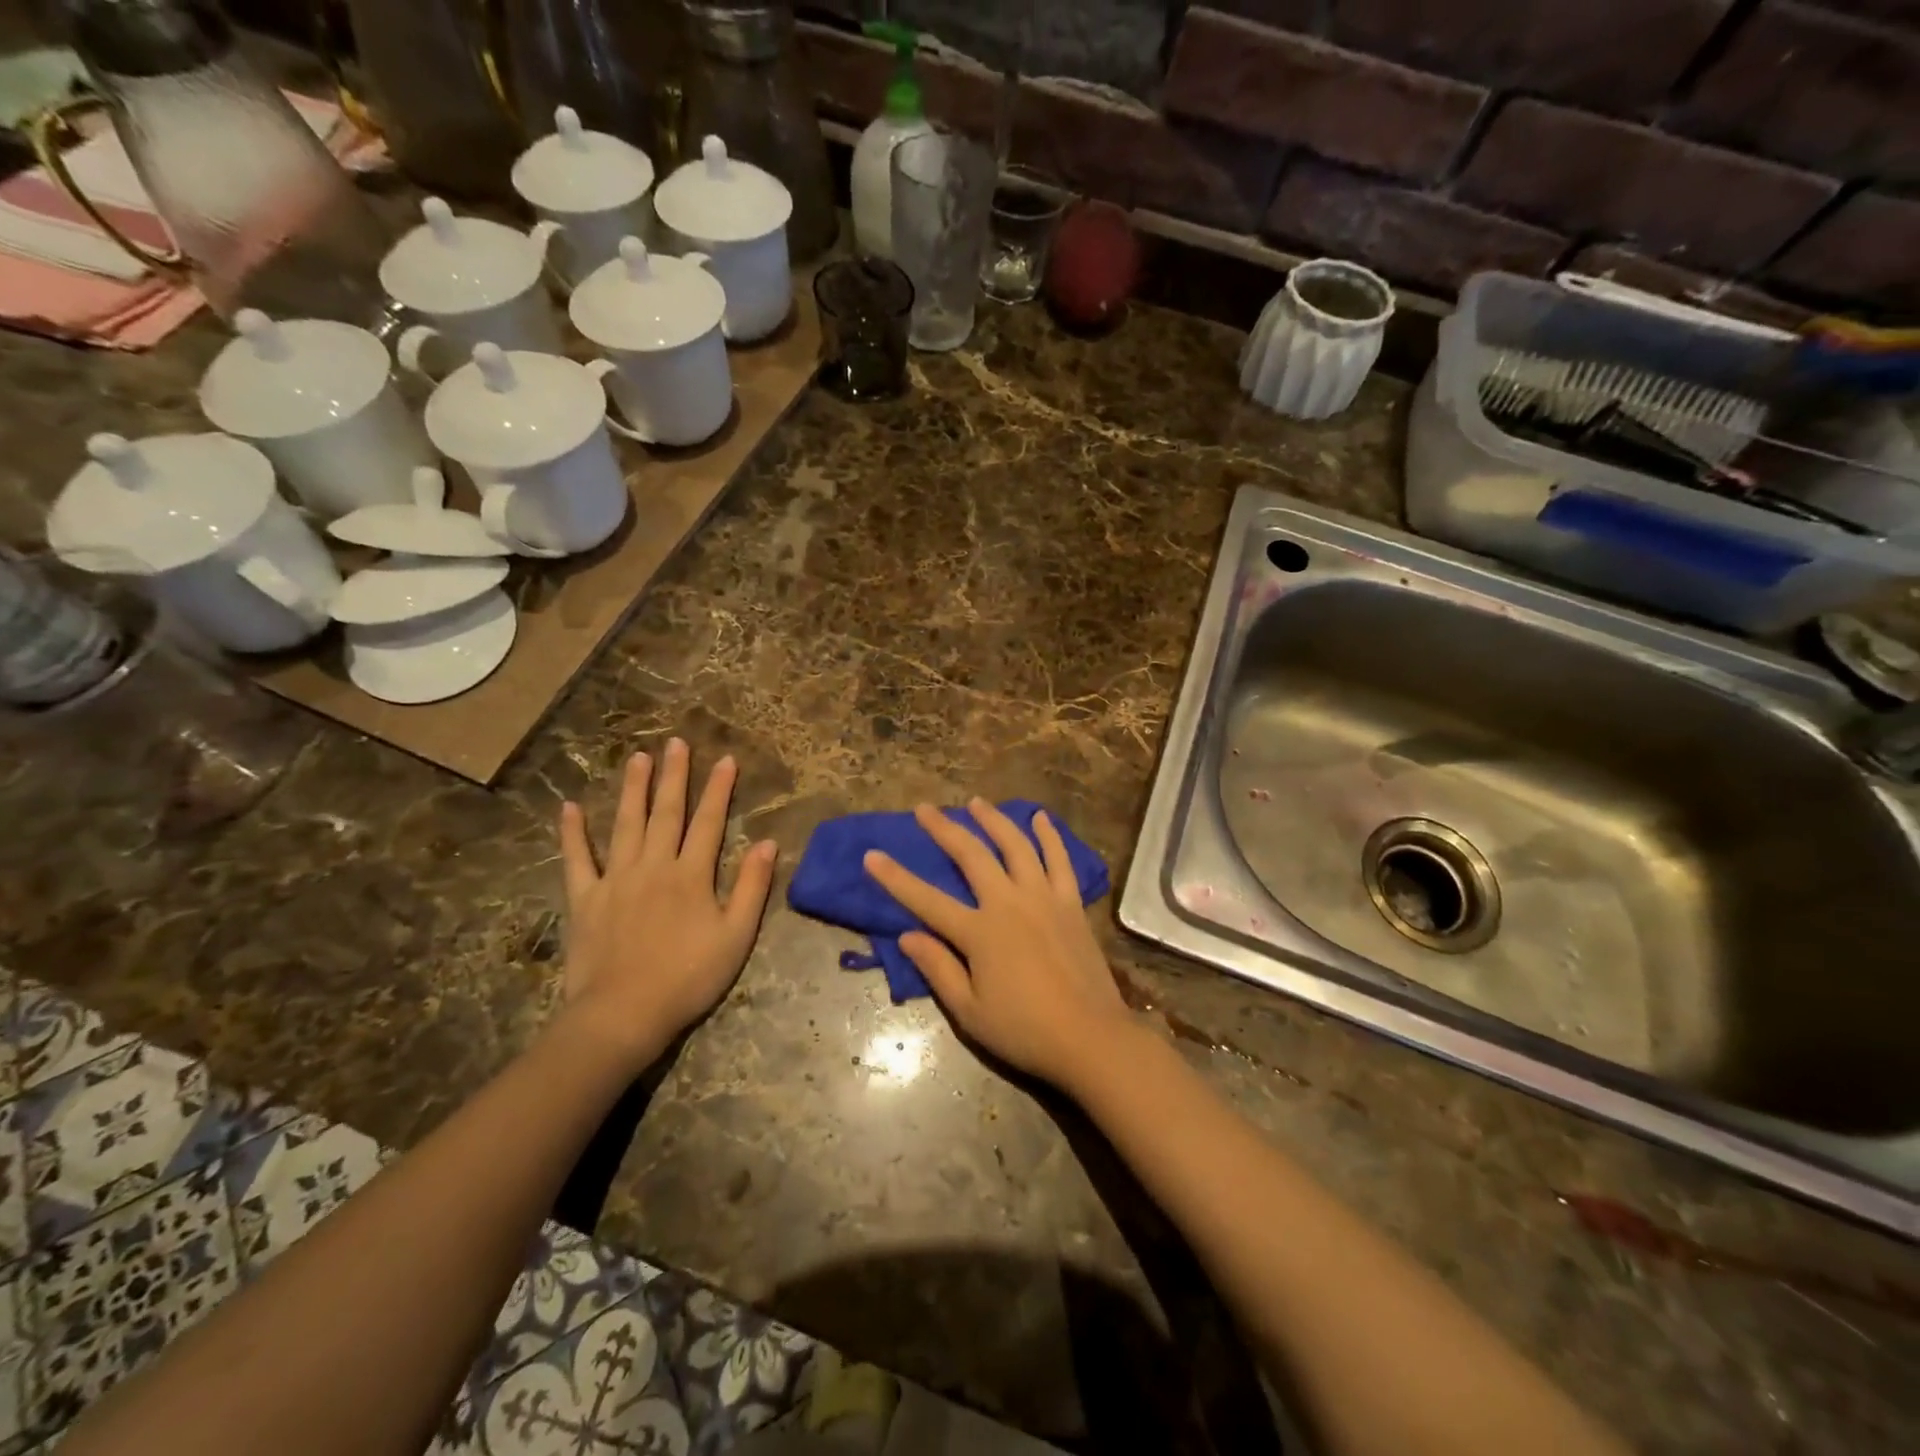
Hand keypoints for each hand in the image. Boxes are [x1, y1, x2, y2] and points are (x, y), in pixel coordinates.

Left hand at [558, 740, 776, 1065]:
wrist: (623, 1015)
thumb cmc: (688, 977)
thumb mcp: (736, 937)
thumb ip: (752, 887)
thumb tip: (767, 843)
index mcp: (691, 875)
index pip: (710, 822)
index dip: (719, 789)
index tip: (725, 759)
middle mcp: (654, 866)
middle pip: (666, 813)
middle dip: (674, 776)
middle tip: (675, 743)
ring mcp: (615, 879)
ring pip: (626, 824)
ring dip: (632, 789)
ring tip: (636, 758)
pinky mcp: (585, 898)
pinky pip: (577, 859)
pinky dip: (572, 833)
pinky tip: (569, 808)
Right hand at [864, 799, 1136, 1092]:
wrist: (1091, 1037)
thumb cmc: (1024, 1031)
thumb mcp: (969, 1012)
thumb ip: (938, 969)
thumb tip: (907, 935)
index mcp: (980, 932)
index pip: (926, 900)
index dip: (895, 878)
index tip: (872, 855)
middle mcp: (1009, 903)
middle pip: (971, 856)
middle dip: (944, 829)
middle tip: (925, 808)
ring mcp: (1043, 898)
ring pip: (1015, 846)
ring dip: (993, 821)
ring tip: (977, 803)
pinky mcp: (1071, 903)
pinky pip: (1060, 860)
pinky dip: (1049, 836)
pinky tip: (1040, 818)